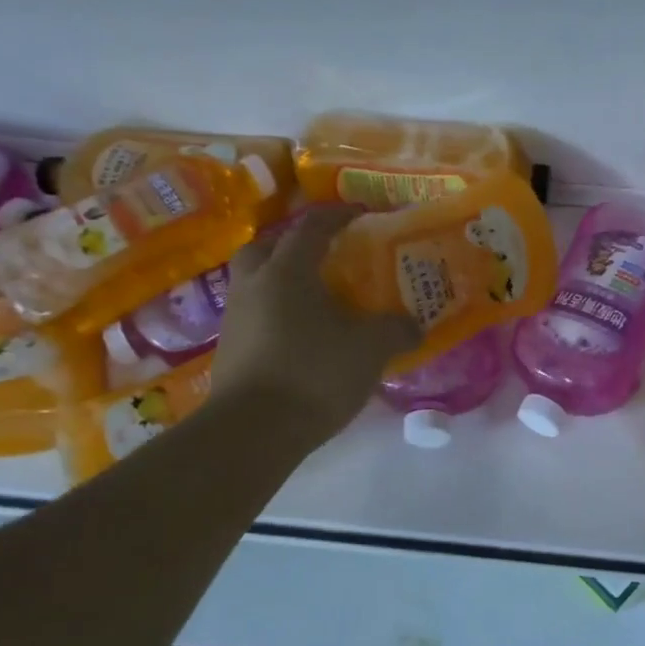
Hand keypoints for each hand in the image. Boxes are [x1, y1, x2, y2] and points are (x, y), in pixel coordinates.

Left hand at [212, 207, 421, 442]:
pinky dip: (277, 314)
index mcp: (287, 272)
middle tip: (322, 255)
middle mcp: (254, 286)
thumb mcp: (371, 349)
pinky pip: (255, 315)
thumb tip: (415, 326)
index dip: (338, 217)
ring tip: (315, 298)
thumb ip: (396, 330)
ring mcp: (235, 319)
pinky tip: (302, 334)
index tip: (361, 215)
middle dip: (292, 244)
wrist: (254, 430)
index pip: (312, 229)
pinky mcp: (230, 351)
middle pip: (266, 247)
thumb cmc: (315, 373)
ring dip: (281, 281)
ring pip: (255, 282)